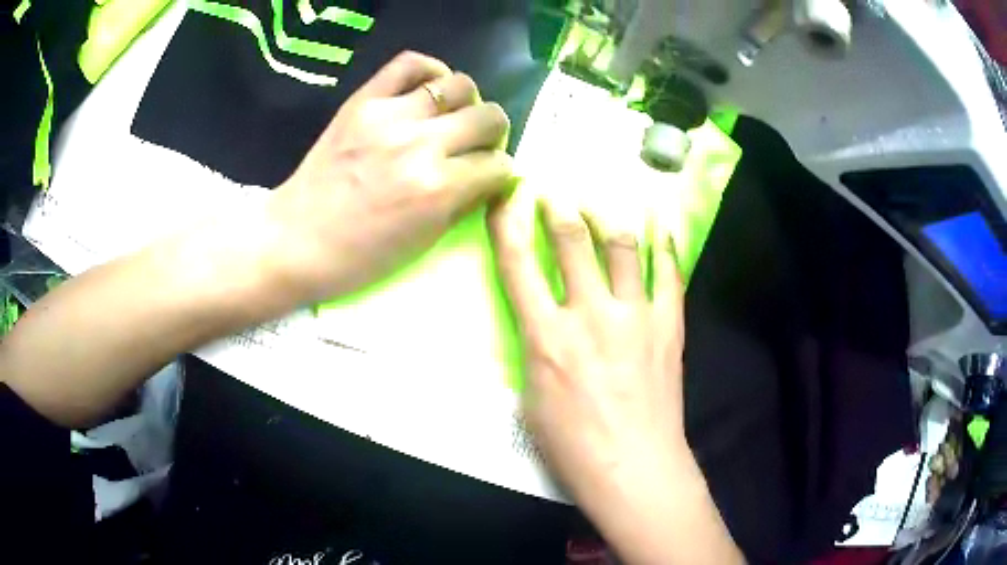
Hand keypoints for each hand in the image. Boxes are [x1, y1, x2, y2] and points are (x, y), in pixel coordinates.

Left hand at [268, 51, 513, 302]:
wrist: (295, 241)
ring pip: (460, 85)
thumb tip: (489, 176)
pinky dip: (430, 71)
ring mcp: (390, 116)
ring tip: (449, 118)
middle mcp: (421, 145)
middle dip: (492, 134)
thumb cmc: (359, 258)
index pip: (499, 165)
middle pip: (490, 117)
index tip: (488, 177)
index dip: (499, 173)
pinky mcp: (363, 101)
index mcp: (438, 189)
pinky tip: (429, 88)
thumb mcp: (422, 243)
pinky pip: (410, 63)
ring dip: (466, 103)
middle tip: (474, 146)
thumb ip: (463, 203)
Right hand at [489, 193, 692, 498]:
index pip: (518, 265)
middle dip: (561, 209)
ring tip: (602, 204)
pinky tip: (661, 227)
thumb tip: (543, 327)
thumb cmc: (572, 445)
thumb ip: (536, 352)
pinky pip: (669, 275)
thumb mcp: (531, 399)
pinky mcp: (668, 325)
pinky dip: (665, 247)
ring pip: (624, 248)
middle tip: (556, 193)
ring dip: (609, 218)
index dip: (507, 225)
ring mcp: (636, 316)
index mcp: (548, 336)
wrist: (633, 467)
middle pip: (574, 242)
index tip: (505, 198)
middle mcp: (591, 314)